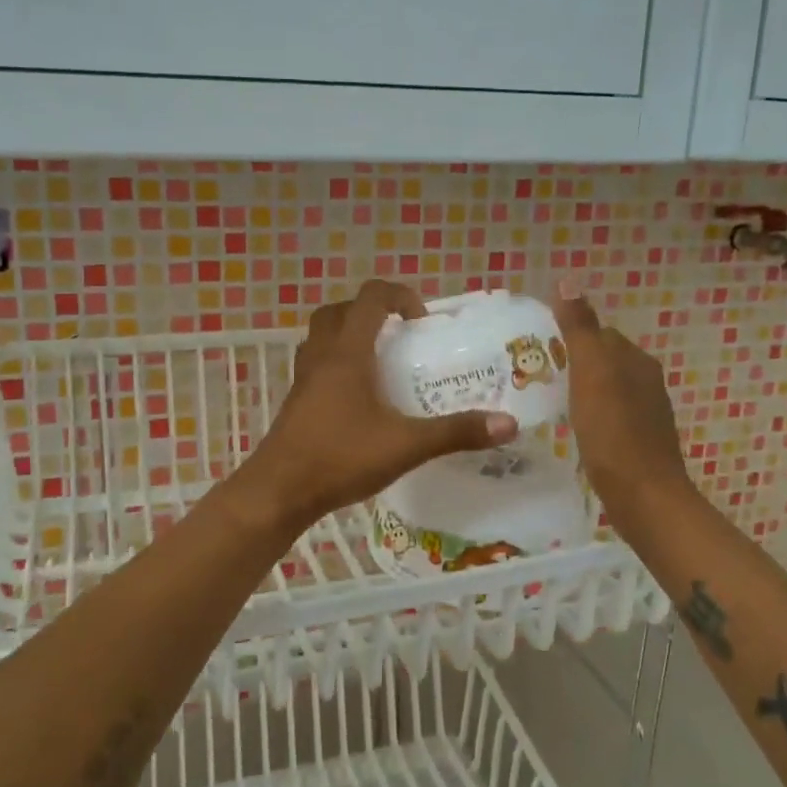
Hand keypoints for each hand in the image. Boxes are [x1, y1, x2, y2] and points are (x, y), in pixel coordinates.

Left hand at [238, 280, 518, 531]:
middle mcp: (321, 355)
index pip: (370, 297)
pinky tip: (359, 397)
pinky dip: (338, 363)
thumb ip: (456, 432)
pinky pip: (317, 363)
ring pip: (322, 336)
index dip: (399, 295)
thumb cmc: (340, 458)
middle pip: (340, 310)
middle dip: (371, 312)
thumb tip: (508, 424)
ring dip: (350, 335)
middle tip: (400, 336)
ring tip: (381, 362)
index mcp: (347, 352)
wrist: (279, 491)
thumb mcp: (406, 445)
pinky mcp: (296, 400)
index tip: (422, 320)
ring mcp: (303, 378)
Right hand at [554, 285, 693, 537]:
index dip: (568, 336)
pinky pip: (607, 416)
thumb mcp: (591, 372)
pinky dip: (587, 416)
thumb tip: (569, 280)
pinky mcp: (637, 442)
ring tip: (544, 401)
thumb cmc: (613, 431)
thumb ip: (580, 328)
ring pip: (604, 389)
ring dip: (578, 390)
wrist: (644, 498)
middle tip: (532, 376)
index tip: (534, 350)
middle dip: (571, 363)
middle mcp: (645, 381)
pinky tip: (569, 430)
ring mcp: (644, 414)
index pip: (599, 333)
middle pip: (602, 361)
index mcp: (635, 360)